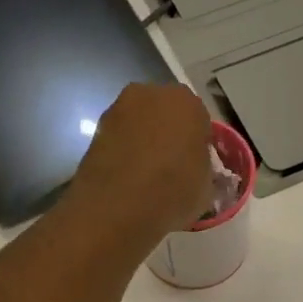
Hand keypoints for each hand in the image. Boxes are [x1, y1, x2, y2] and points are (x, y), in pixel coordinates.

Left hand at [68, 82, 213, 242]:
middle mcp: (151, 94)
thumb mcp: (206, 187)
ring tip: (145, 174)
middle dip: (169, 134)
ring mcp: (119, 108)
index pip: (200, 120)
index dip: (198, 144)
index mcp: (187, 102)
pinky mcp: (96, 128)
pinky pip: (119, 137)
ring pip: (140, 123)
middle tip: (171, 166)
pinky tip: (126, 176)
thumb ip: (204, 169)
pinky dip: (123, 150)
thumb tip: (196, 170)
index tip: (195, 165)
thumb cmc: (172, 192)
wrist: (116, 207)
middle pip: (166, 113)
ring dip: (144, 140)